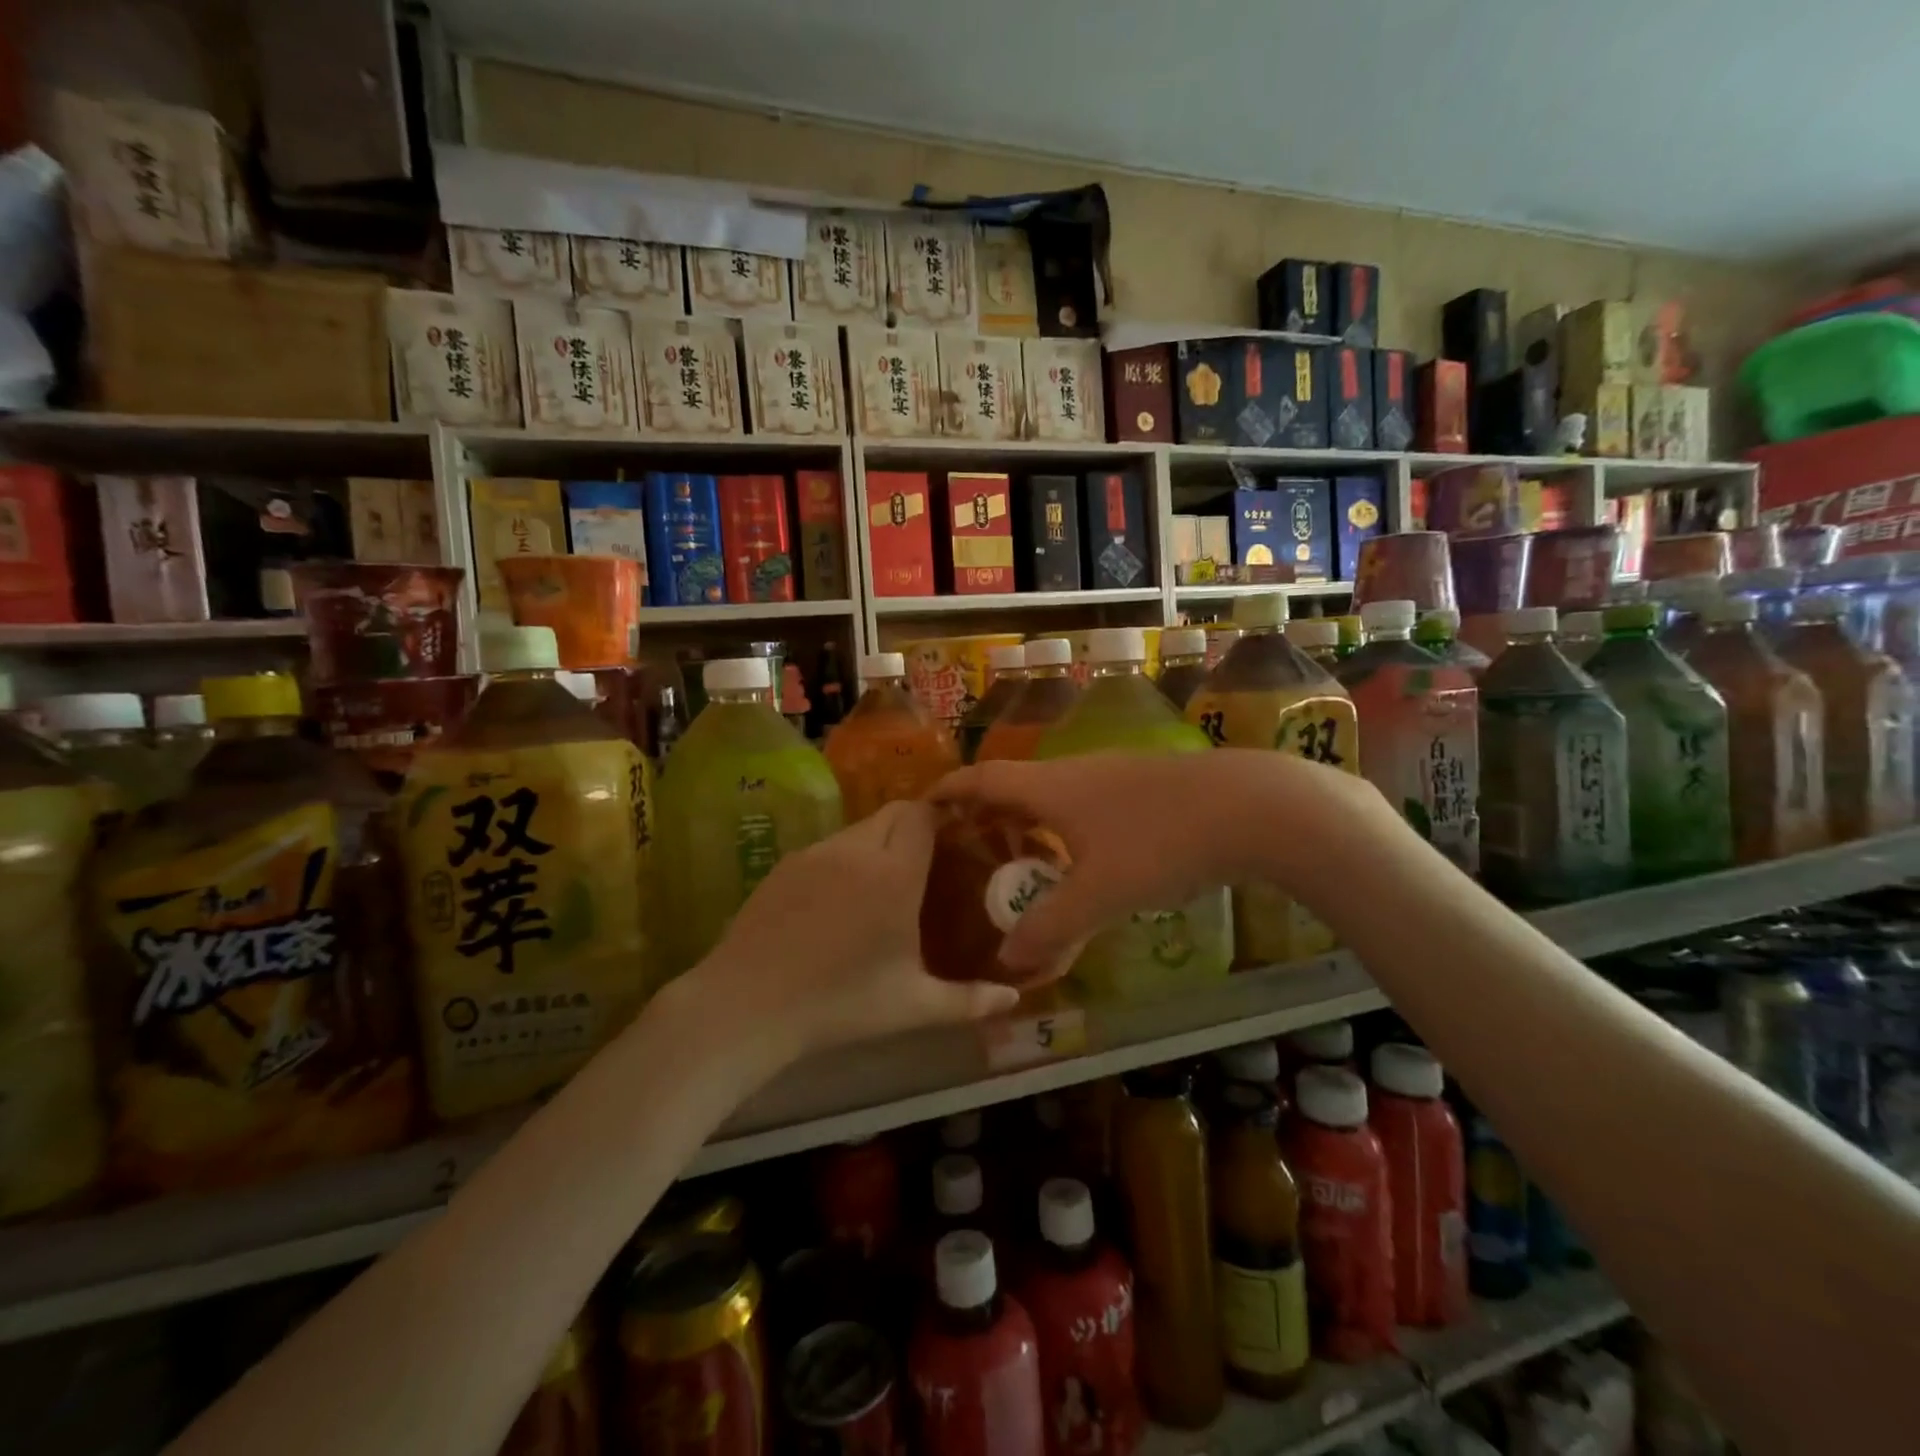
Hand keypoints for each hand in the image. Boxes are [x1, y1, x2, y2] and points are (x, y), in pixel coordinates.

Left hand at [680, 798, 1021, 1061]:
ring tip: (886, 882)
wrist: (746, 1006)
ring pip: (859, 828)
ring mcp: (815, 853)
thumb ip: (969, 1001)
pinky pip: (829, 846)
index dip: (942, 817)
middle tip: (928, 863)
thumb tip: (1013, 998)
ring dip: (879, 842)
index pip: (923, 814)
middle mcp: (856, 850)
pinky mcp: (785, 864)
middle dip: (916, 825)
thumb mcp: (912, 1008)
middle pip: (894, 812)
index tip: (957, 837)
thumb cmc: (840, 1004)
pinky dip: (846, 858)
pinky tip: (840, 900)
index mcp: (894, 873)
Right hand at [932, 749, 1387, 975]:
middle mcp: (1075, 772)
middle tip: (965, 848)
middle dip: (985, 813)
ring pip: (1054, 796)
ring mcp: (1114, 775)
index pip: (981, 779)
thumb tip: (1005, 962)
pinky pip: (1085, 804)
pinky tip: (1083, 860)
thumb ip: (1049, 929)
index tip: (921, 810)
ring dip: (1028, 822)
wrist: (1253, 807)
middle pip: (1014, 786)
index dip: (948, 791)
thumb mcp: (1099, 894)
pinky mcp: (1145, 786)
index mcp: (1049, 787)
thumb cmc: (1161, 842)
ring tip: (1018, 859)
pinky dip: (1065, 829)